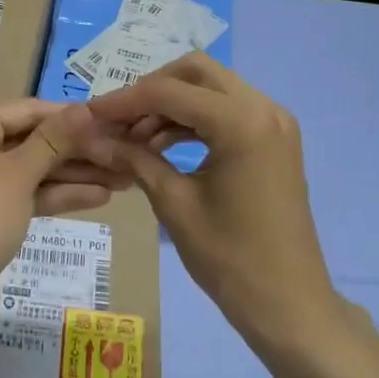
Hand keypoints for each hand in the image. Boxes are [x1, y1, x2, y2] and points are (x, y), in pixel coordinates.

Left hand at [0, 100, 126, 324]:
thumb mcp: (18, 176)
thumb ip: (54, 140)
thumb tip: (86, 108)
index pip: (30, 110)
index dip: (74, 118)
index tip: (115, 122)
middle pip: (35, 139)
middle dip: (79, 150)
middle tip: (125, 153)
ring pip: (35, 168)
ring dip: (76, 174)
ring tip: (124, 177)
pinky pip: (28, 192)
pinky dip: (58, 194)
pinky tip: (100, 196)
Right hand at [87, 54, 336, 339]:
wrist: (289, 304)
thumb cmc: (229, 258)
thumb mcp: (173, 204)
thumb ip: (133, 159)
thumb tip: (91, 136)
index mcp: (241, 122)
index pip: (169, 91)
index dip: (123, 100)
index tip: (89, 114)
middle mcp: (264, 108)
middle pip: (195, 72)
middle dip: (151, 90)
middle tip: (116, 120)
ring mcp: (274, 122)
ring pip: (211, 88)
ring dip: (171, 104)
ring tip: (132, 137)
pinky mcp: (274, 139)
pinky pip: (227, 110)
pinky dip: (193, 119)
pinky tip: (161, 144)